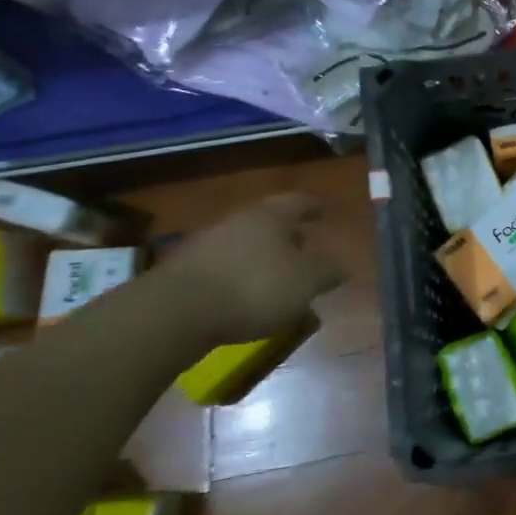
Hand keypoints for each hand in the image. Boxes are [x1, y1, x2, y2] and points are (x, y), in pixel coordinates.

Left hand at [157, 194, 346, 347]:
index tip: (321, 211)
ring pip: (245, 247)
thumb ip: (327, 272)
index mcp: (271, 216)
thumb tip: (340, 267)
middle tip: (304, 252)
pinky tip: (247, 303)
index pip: (298, 202)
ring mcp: (207, 245)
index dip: (312, 207)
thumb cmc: (255, 287)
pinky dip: (240, 281)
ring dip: (263, 262)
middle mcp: (238, 222)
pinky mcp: (184, 273)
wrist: (175, 312)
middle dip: (287, 238)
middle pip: (269, 224)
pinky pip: (224, 271)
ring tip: (278, 285)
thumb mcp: (306, 282)